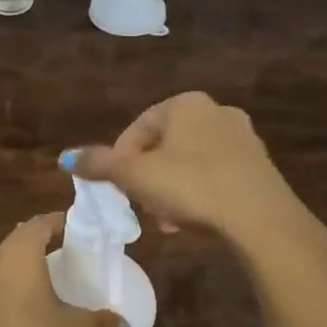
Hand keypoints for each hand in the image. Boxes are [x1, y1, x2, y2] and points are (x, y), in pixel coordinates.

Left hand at [0, 213, 125, 326]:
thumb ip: (102, 322)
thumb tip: (125, 323)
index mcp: (22, 253)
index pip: (41, 223)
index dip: (60, 221)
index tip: (79, 227)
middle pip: (21, 235)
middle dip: (43, 235)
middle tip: (68, 243)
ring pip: (6, 254)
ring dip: (25, 255)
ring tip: (48, 265)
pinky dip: (14, 275)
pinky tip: (29, 292)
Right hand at [68, 92, 312, 246]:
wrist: (260, 218)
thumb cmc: (191, 186)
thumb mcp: (136, 176)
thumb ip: (99, 164)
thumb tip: (65, 157)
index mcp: (186, 104)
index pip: (139, 126)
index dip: (120, 158)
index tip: (116, 187)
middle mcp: (217, 112)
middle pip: (165, 146)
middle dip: (148, 177)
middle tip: (140, 204)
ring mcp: (243, 139)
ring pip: (190, 163)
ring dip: (171, 190)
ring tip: (165, 220)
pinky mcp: (259, 167)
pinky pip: (216, 177)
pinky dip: (199, 195)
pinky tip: (193, 222)